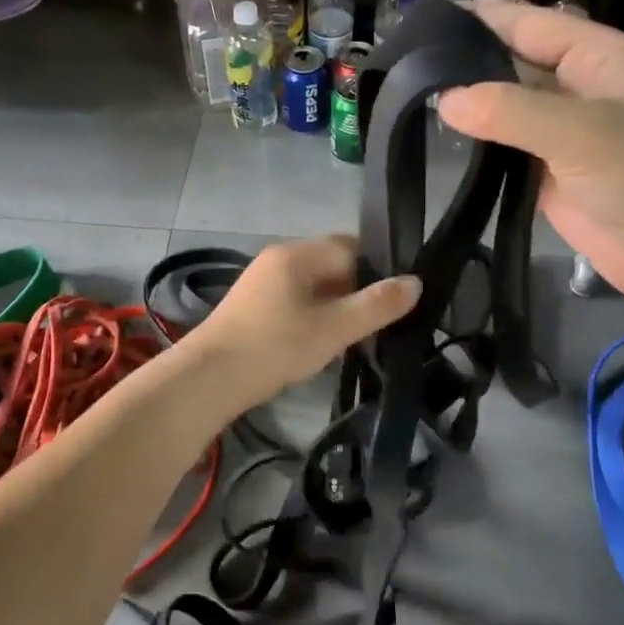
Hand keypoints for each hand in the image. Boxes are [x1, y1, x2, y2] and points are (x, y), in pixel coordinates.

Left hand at [182, 236, 420, 413]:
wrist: (208, 379)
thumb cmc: (274, 347)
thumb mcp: (333, 328)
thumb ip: (375, 306)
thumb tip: (415, 282)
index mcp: (296, 254)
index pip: (350, 246)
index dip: (379, 268)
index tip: (400, 297)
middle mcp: (278, 260)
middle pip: (332, 265)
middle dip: (359, 290)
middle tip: (384, 321)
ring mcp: (262, 284)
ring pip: (314, 287)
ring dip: (337, 307)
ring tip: (360, 336)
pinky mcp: (253, 309)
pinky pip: (296, 303)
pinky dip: (316, 318)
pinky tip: (325, 344)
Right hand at [437, 2, 623, 308]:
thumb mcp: (580, 133)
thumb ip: (509, 110)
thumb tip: (443, 100)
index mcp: (600, 57)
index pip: (531, 23)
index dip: (481, 18)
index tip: (425, 20)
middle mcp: (581, 86)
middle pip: (515, 61)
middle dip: (467, 60)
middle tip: (406, 62)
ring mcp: (564, 130)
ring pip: (506, 104)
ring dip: (469, 100)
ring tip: (411, 92)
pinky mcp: (549, 169)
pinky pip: (506, 144)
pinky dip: (477, 139)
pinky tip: (440, 134)